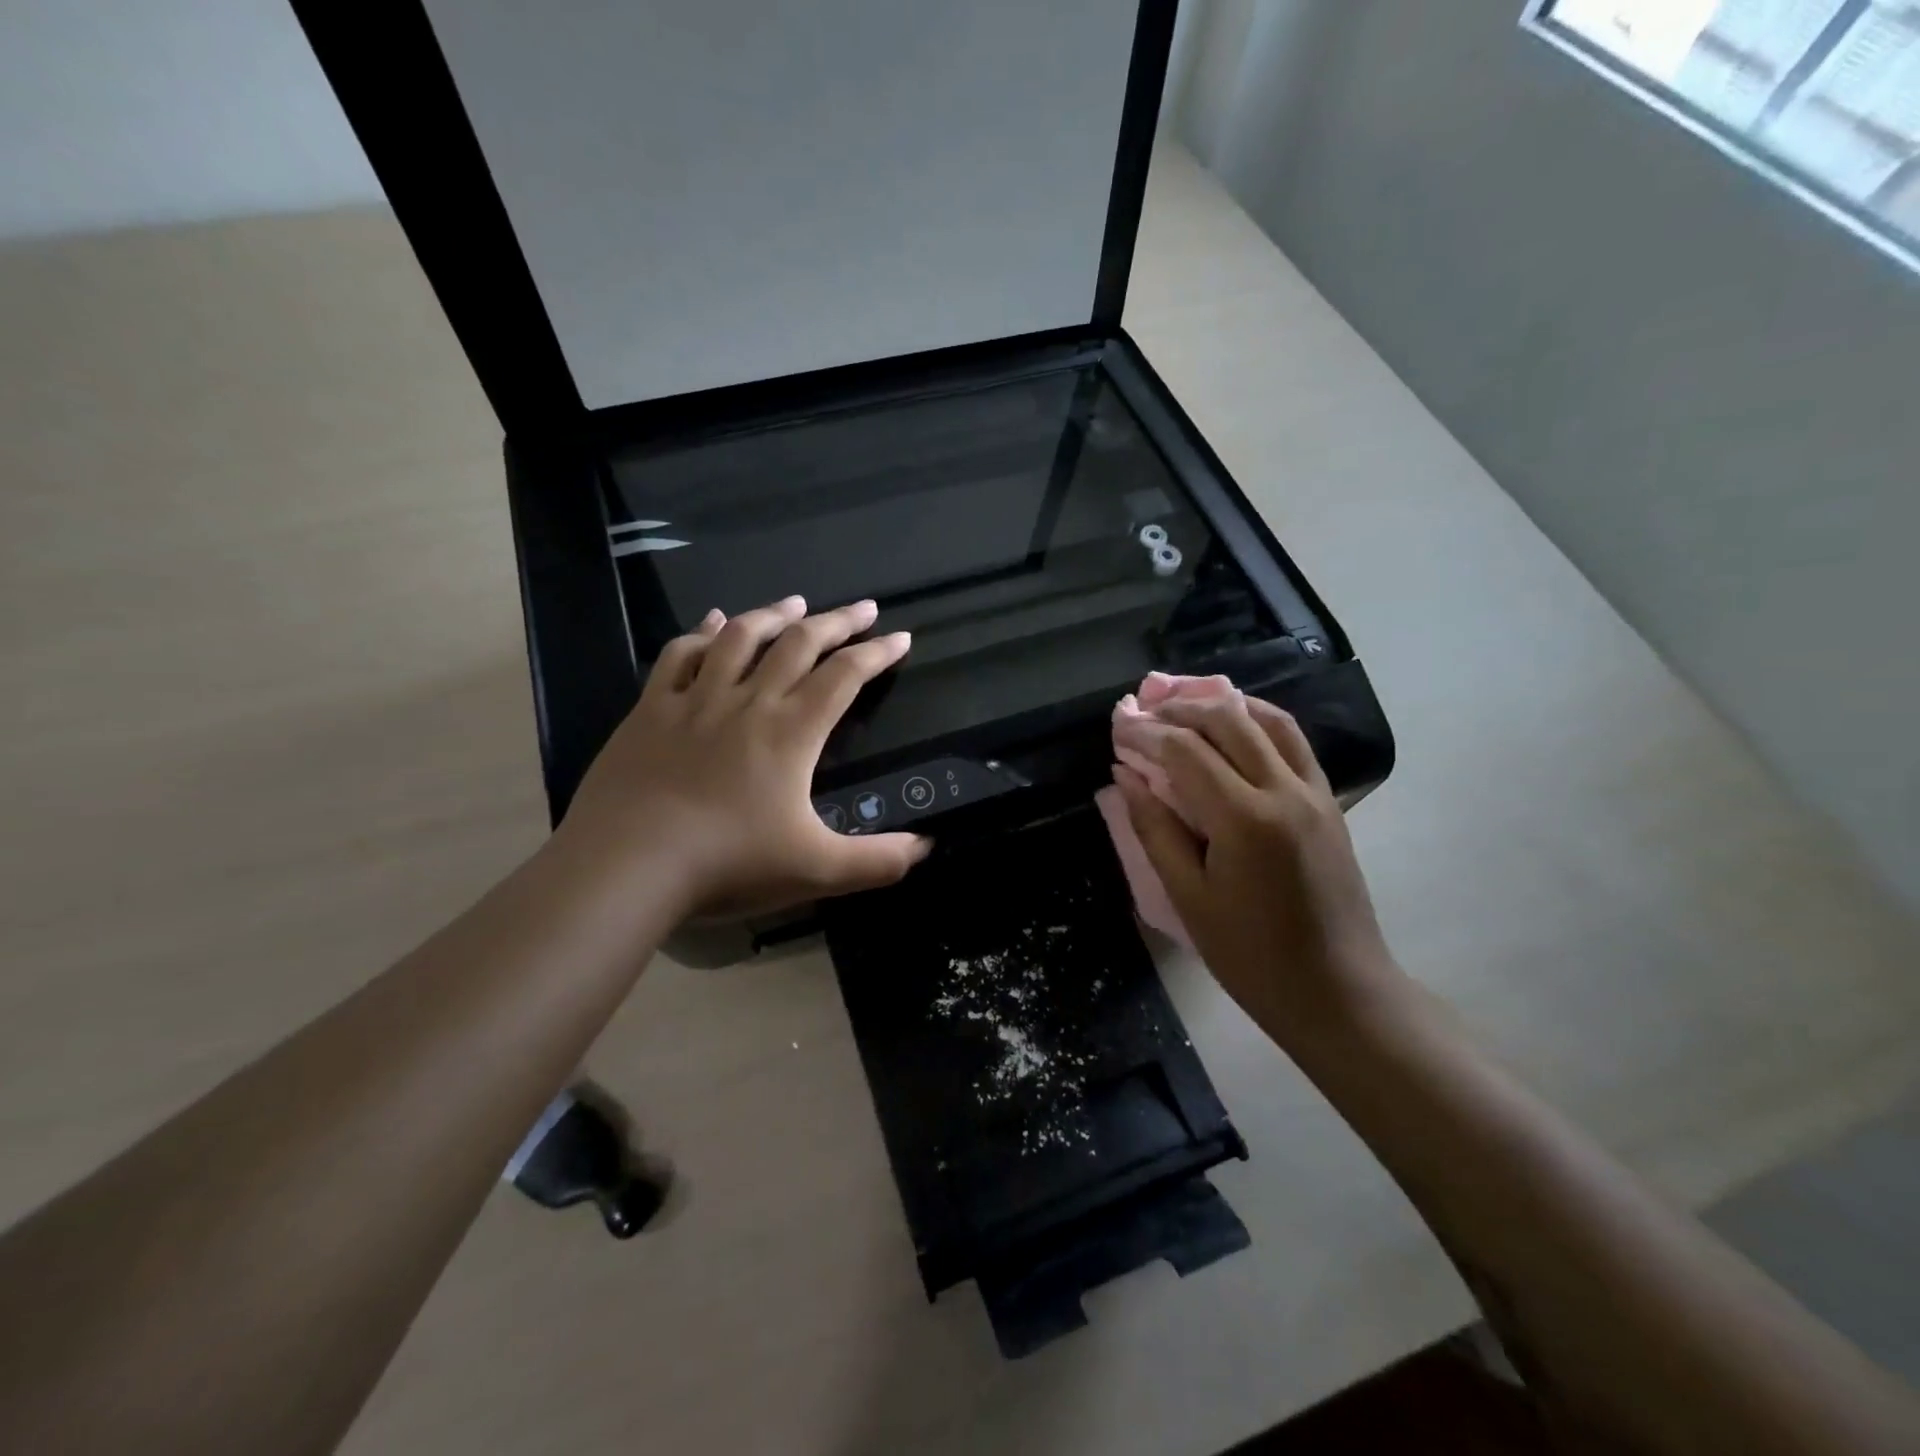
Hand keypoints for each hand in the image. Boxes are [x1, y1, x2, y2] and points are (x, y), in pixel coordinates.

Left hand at [556, 596, 929, 920]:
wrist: (628, 864)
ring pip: (740, 637)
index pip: (845, 676)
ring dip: (773, 615)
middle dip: (837, 622)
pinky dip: (702, 632)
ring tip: (795, 604)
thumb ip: (877, 860)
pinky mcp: (651, 709)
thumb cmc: (728, 864)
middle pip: (799, 644)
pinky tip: (713, 621)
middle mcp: (748, 702)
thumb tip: (927, 848)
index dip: (877, 653)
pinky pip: (680, 655)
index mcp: (791, 732)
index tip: (899, 637)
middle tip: (862, 608)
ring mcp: (696, 700)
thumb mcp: (817, 871)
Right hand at [1113, 694, 1401, 1041]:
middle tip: (1142, 710)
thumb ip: (1154, 828)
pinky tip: (1233, 724)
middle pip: (1227, 719)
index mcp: (1244, 820)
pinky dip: (1258, 720)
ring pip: (1267, 719)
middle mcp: (1284, 791)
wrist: (1338, 991)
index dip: (1145, 732)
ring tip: (1183, 705)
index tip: (1117, 724)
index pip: (1185, 751)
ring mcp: (1314, 792)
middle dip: (1178, 707)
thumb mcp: (1187, 897)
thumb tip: (1125, 775)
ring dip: (1220, 704)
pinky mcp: (1329, 800)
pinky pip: (1293, 741)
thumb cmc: (1250, 955)